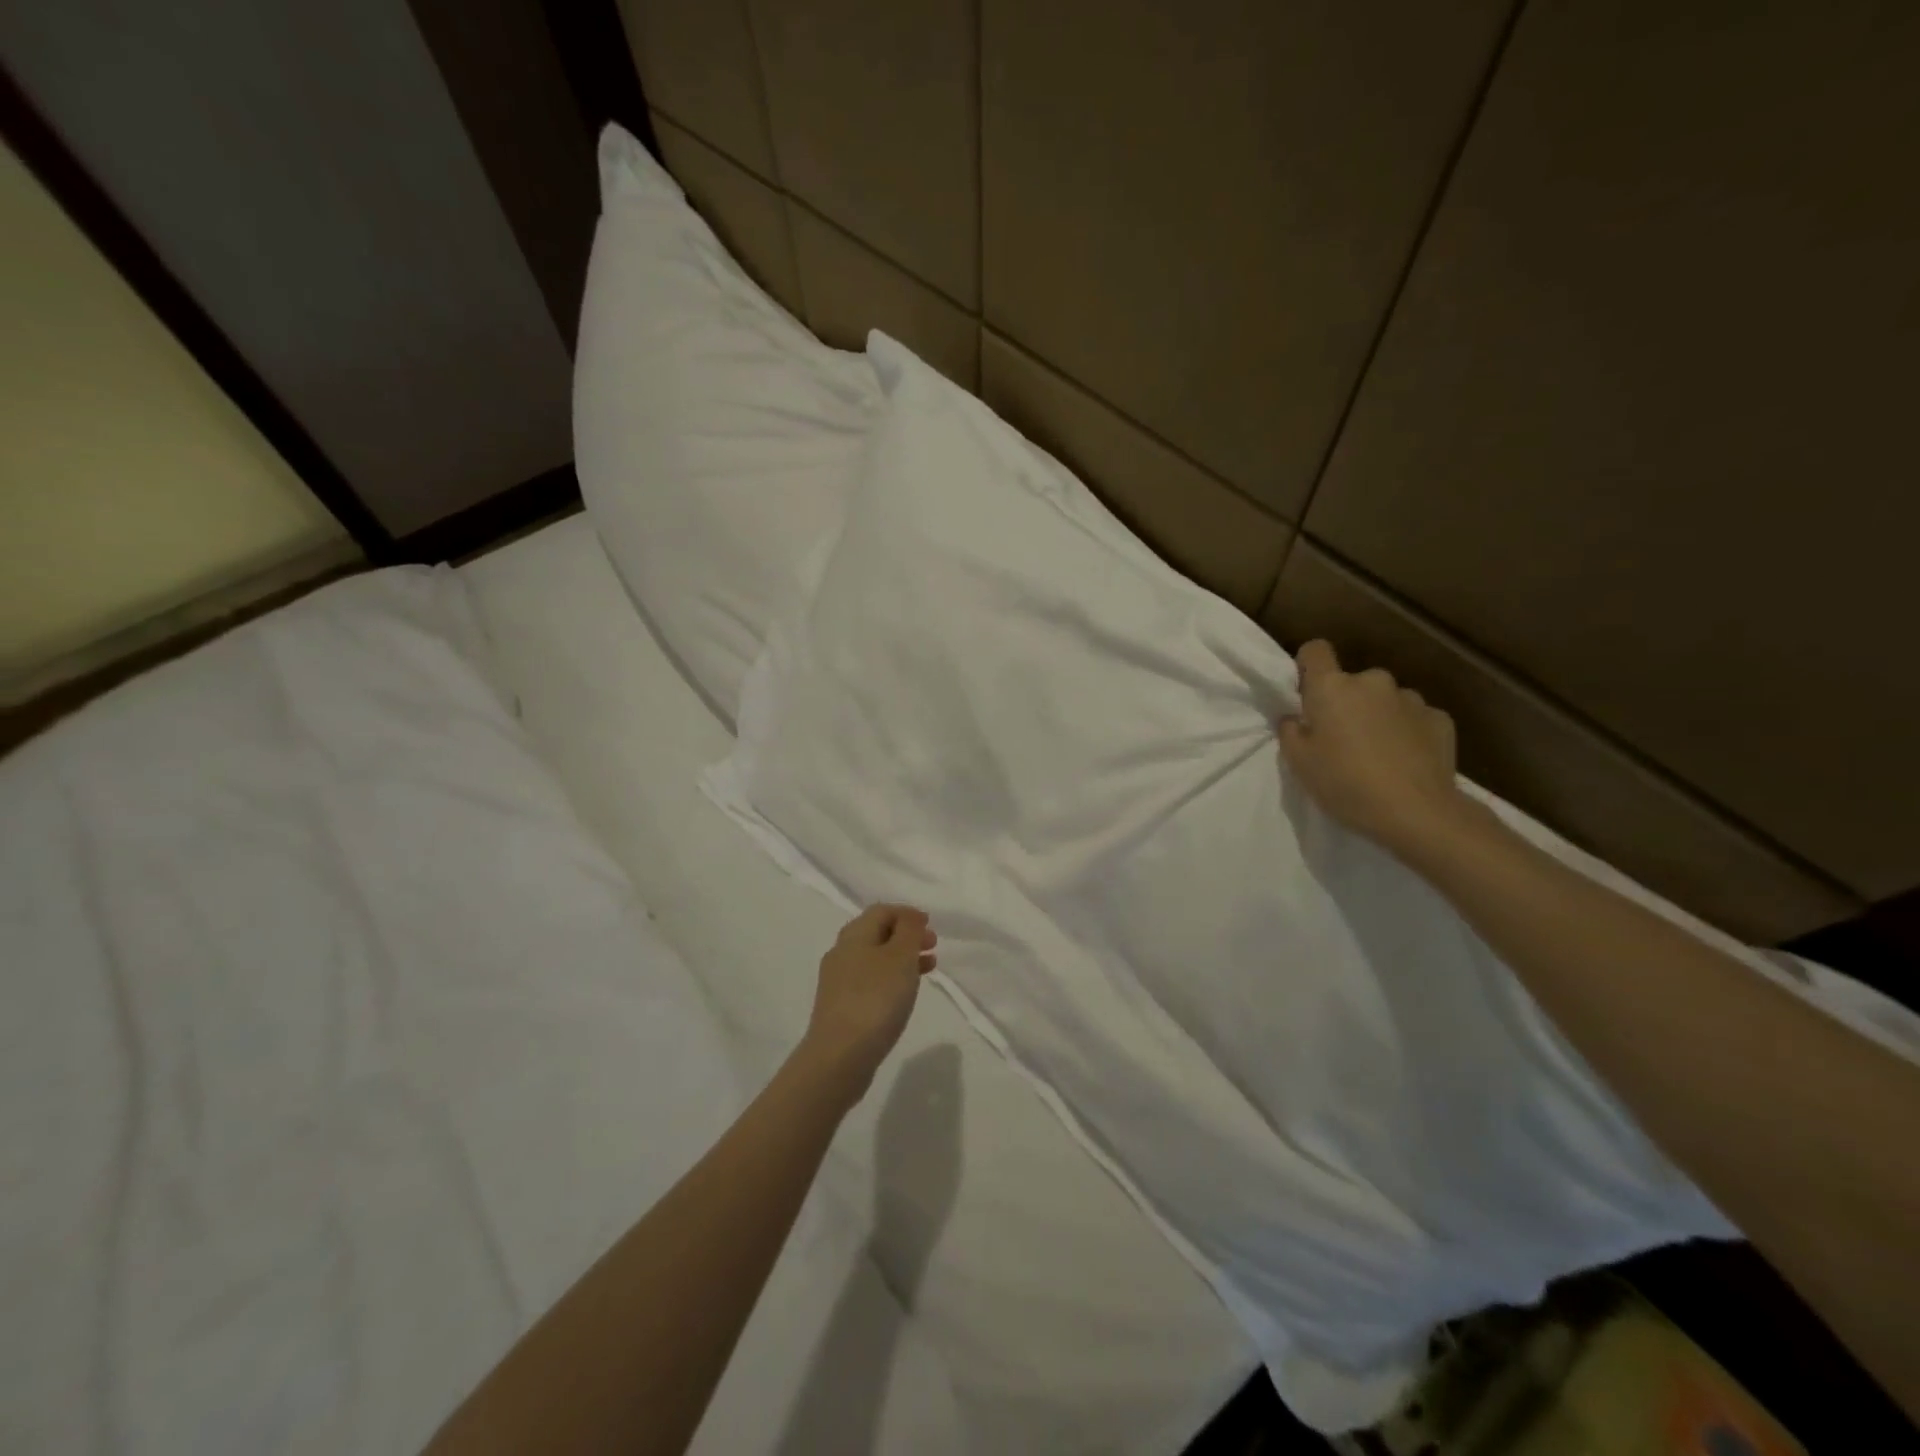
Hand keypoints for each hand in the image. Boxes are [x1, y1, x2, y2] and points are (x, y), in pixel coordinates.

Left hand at [800, 905, 937, 1106]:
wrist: (840, 1056)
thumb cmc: (875, 999)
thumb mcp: (900, 957)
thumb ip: (908, 931)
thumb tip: (909, 918)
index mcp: (854, 935)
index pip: (881, 911)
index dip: (907, 913)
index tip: (930, 926)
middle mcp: (842, 953)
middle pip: (877, 934)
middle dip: (906, 936)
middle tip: (932, 946)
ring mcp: (839, 982)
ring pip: (875, 959)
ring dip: (902, 958)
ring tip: (928, 969)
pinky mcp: (841, 1008)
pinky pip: (870, 982)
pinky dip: (892, 979)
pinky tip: (905, 994)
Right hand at [1278, 639, 1469, 857]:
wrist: (1418, 813)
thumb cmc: (1345, 784)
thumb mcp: (1298, 763)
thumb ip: (1291, 731)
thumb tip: (1296, 718)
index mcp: (1332, 687)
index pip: (1315, 651)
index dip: (1307, 667)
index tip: (1306, 694)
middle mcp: (1373, 681)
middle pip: (1351, 682)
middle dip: (1345, 703)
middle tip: (1341, 740)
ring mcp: (1411, 698)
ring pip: (1384, 700)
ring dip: (1377, 717)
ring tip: (1378, 754)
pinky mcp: (1440, 719)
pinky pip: (1414, 718)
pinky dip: (1407, 732)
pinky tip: (1406, 761)